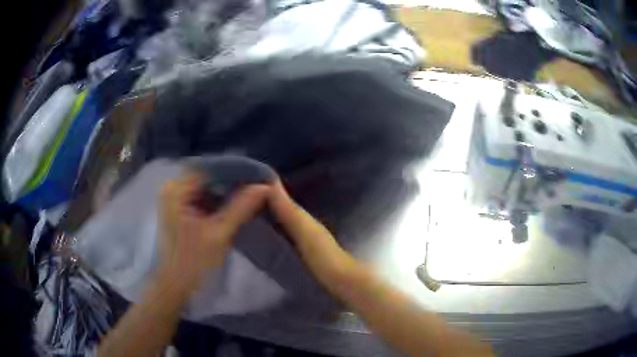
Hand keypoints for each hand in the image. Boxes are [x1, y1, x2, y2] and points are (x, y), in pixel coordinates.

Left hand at [156, 173, 270, 297]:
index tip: (258, 176)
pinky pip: (202, 198)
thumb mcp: (219, 234)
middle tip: (257, 185)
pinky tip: (235, 205)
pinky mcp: (179, 209)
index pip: (209, 169)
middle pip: (207, 176)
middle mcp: (172, 188)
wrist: (175, 285)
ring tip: (250, 194)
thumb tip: (264, 186)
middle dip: (231, 181)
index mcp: (176, 190)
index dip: (234, 170)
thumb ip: (241, 207)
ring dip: (226, 191)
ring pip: (206, 187)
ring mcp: (175, 199)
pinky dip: (218, 201)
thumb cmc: (193, 262)